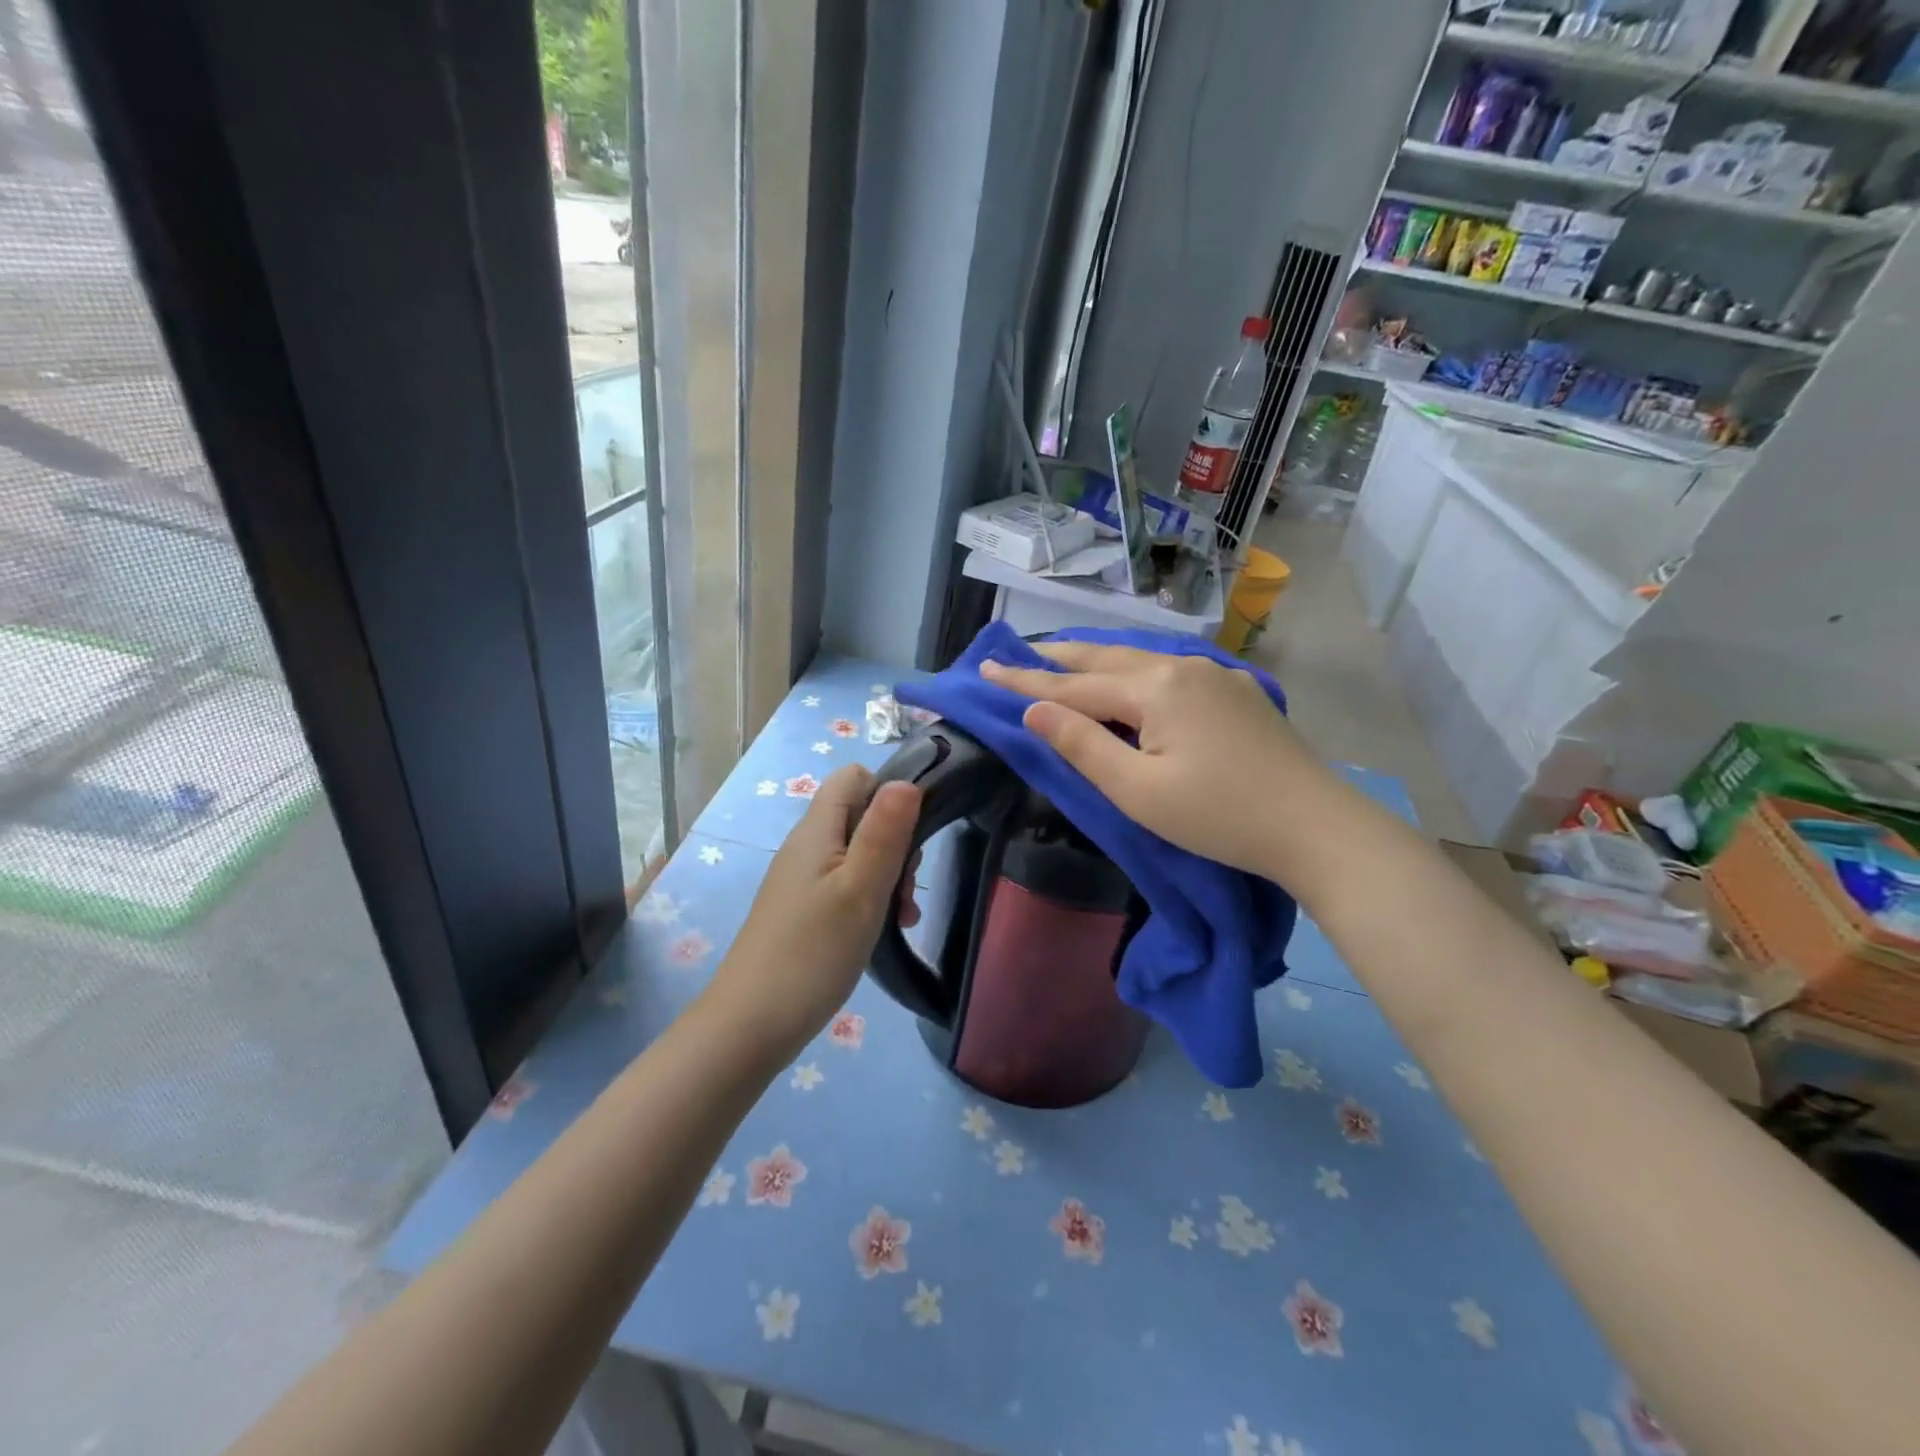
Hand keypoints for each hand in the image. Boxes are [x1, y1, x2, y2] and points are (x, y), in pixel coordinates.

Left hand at [707, 764, 922, 1057]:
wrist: (750, 1026)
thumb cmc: (813, 953)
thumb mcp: (861, 889)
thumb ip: (885, 832)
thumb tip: (907, 780)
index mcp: (816, 831)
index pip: (854, 777)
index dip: (888, 791)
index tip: (912, 832)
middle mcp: (806, 847)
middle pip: (861, 815)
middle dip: (896, 842)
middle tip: (907, 887)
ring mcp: (802, 880)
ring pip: (858, 854)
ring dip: (889, 876)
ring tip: (904, 916)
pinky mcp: (803, 910)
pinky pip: (846, 885)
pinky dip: (870, 899)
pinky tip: (885, 930)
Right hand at [981, 641, 1323, 876]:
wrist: (1315, 827)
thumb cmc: (1217, 817)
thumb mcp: (1137, 791)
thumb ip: (1082, 746)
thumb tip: (1034, 711)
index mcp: (1154, 689)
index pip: (1073, 685)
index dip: (1026, 681)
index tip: (986, 669)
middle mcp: (1182, 667)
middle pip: (1105, 659)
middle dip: (1058, 658)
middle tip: (1018, 653)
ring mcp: (1214, 676)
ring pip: (1140, 660)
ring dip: (1096, 661)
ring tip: (1064, 660)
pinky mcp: (1236, 693)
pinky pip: (1169, 670)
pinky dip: (1133, 671)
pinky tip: (1130, 677)